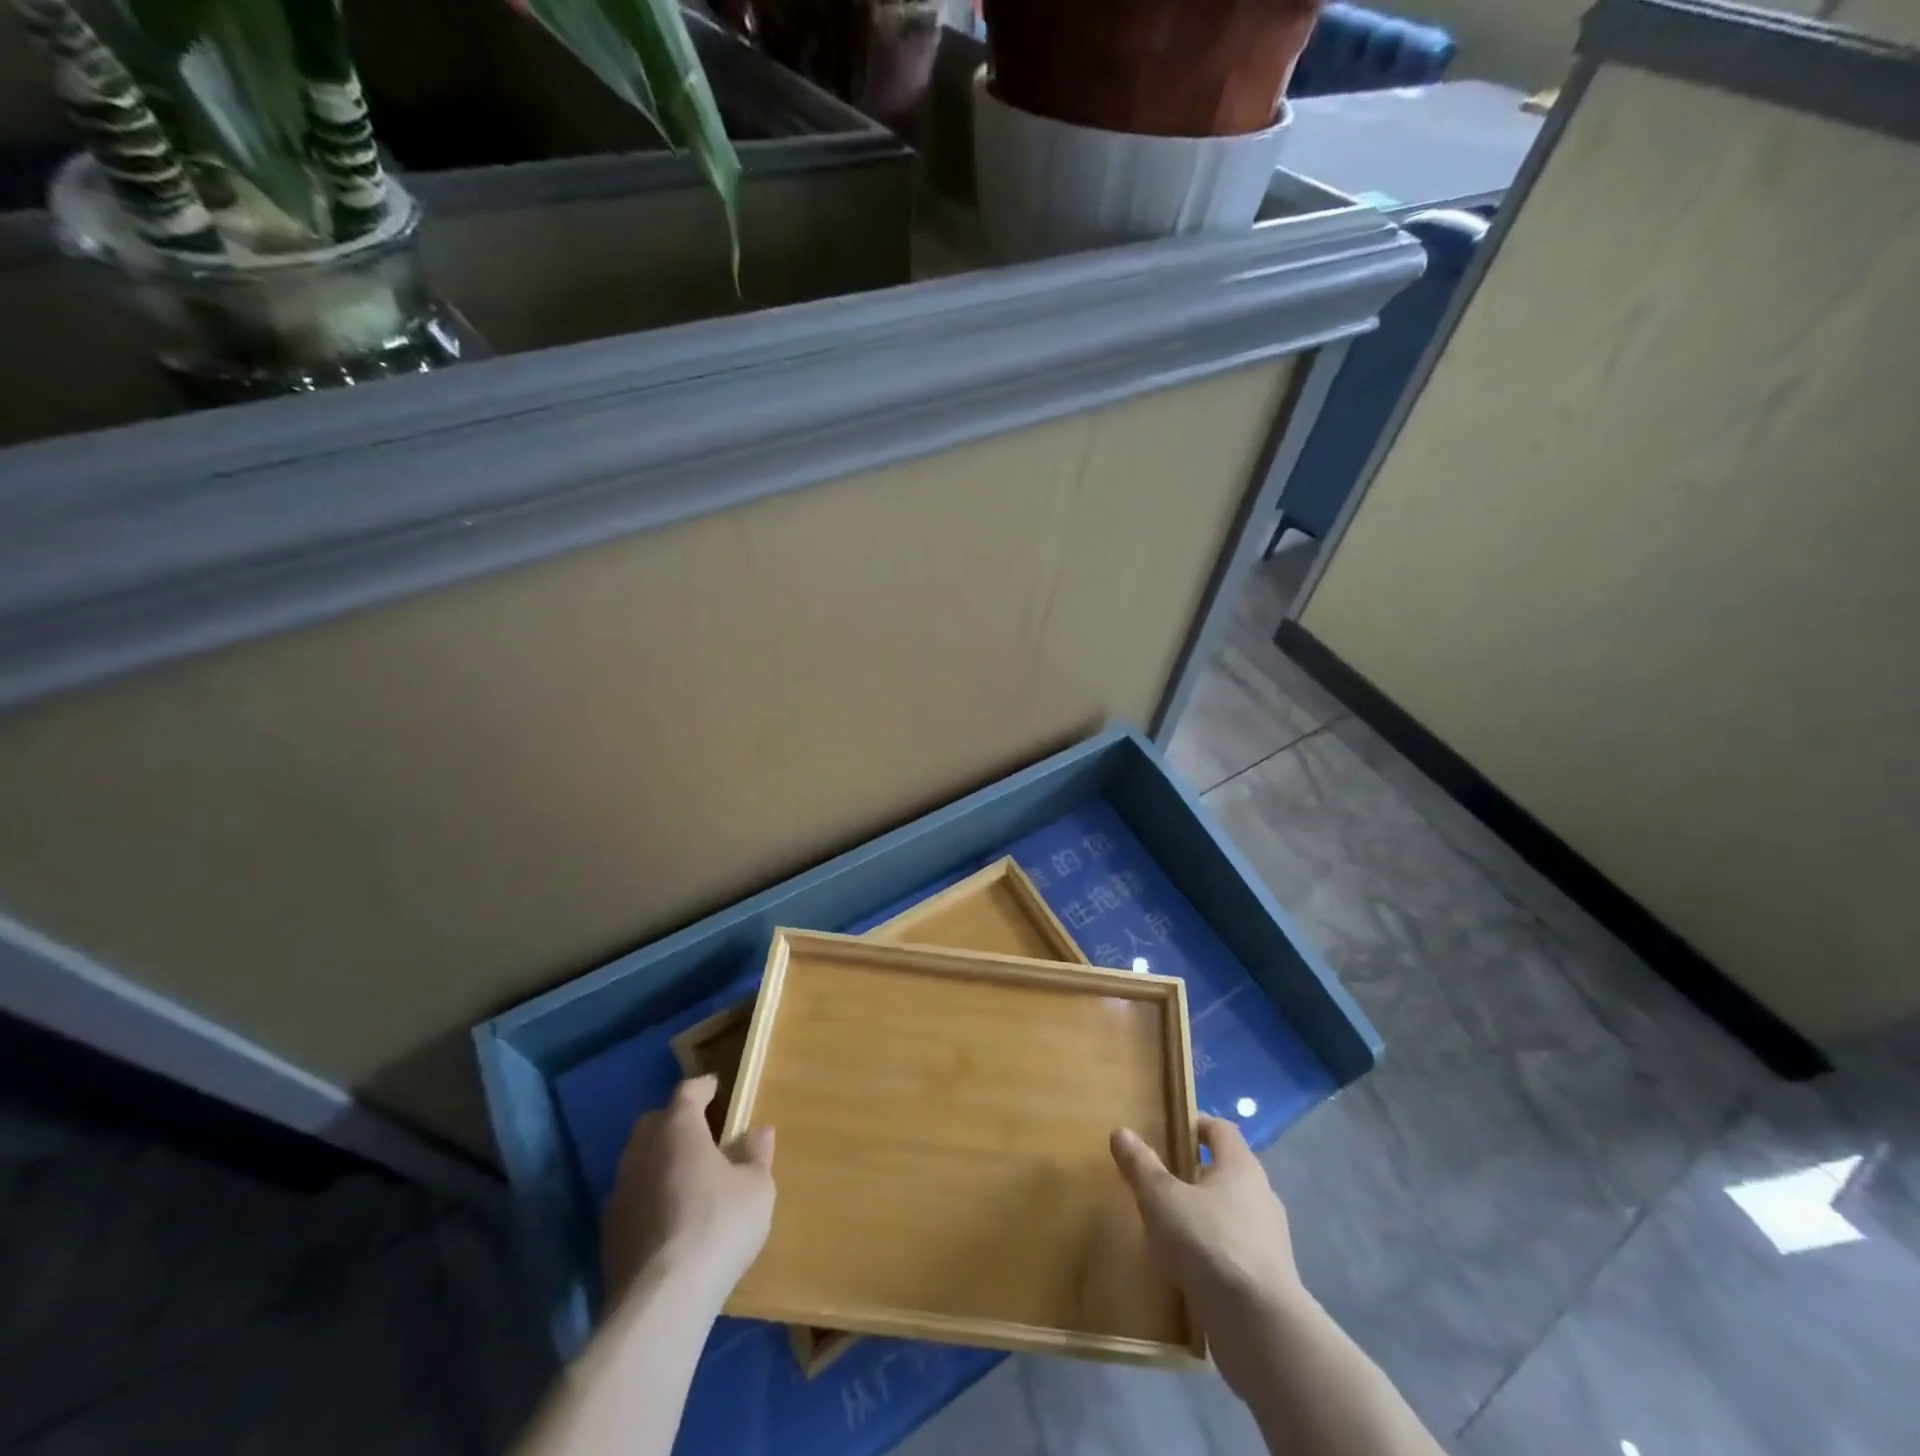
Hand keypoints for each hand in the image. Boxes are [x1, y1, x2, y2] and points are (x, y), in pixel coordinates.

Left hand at [602, 1075, 774, 1305]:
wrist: (661, 1301)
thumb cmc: (718, 1226)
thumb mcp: (757, 1187)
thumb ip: (757, 1155)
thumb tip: (759, 1131)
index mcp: (678, 1130)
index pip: (687, 1092)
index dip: (703, 1088)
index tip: (716, 1088)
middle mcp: (642, 1152)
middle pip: (654, 1122)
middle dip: (674, 1121)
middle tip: (699, 1131)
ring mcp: (619, 1193)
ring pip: (637, 1160)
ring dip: (658, 1161)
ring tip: (684, 1177)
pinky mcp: (608, 1233)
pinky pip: (631, 1198)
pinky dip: (648, 1197)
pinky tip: (667, 1217)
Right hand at [1111, 1116, 1306, 1395]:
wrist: (1261, 1328)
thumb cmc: (1209, 1243)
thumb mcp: (1162, 1199)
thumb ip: (1141, 1166)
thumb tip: (1121, 1132)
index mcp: (1241, 1167)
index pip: (1221, 1129)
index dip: (1196, 1125)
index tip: (1169, 1129)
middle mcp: (1261, 1197)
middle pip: (1227, 1172)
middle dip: (1195, 1174)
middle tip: (1160, 1180)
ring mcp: (1270, 1242)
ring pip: (1231, 1215)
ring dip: (1204, 1217)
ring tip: (1169, 1228)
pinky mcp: (1269, 1282)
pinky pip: (1235, 1254)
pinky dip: (1213, 1254)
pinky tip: (1188, 1270)